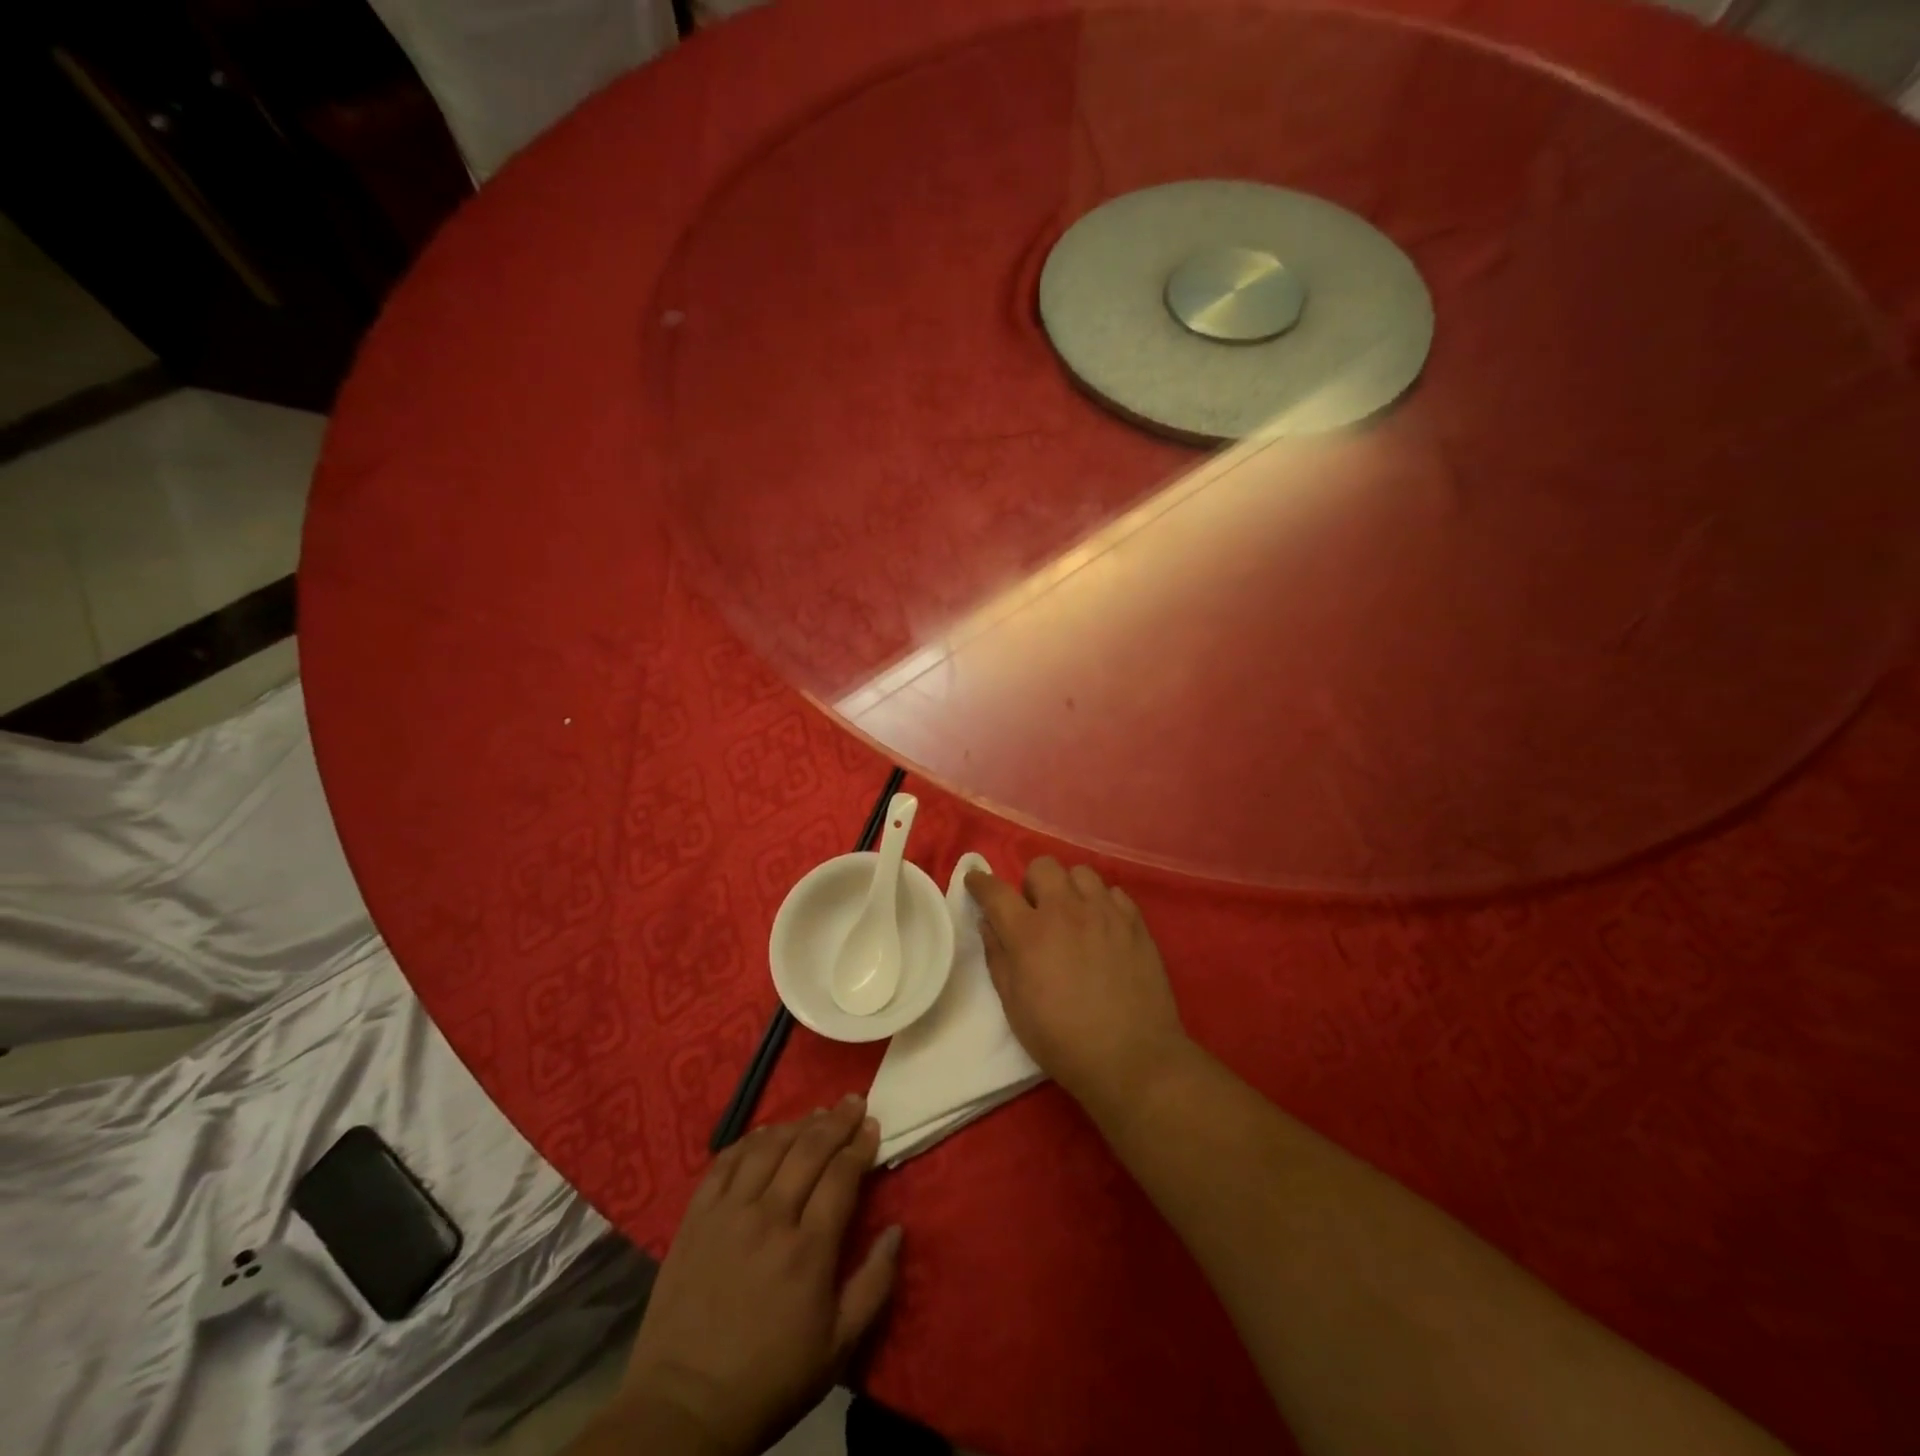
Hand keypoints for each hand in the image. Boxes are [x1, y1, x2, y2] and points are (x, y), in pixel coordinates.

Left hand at [609, 1096, 900, 1455]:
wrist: (682, 1408)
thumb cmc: (769, 1380)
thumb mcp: (837, 1349)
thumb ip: (873, 1285)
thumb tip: (897, 1231)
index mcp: (809, 1249)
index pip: (841, 1176)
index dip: (860, 1145)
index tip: (872, 1125)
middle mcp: (770, 1218)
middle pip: (808, 1150)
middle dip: (836, 1121)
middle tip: (852, 1101)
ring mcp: (728, 1213)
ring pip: (768, 1147)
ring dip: (796, 1124)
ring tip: (814, 1113)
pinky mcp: (695, 1218)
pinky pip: (725, 1163)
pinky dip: (749, 1141)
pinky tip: (764, 1134)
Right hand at [966, 858, 1188, 1111]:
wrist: (1132, 1057)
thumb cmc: (1062, 1040)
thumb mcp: (1014, 1006)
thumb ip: (998, 957)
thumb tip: (989, 923)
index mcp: (1029, 933)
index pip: (996, 891)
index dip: (980, 882)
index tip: (975, 881)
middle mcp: (1066, 911)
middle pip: (1042, 867)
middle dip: (1031, 883)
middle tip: (1035, 912)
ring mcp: (1104, 912)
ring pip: (1081, 872)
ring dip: (1069, 889)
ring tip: (1073, 915)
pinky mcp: (1135, 922)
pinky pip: (1113, 892)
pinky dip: (1102, 902)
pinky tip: (1102, 927)